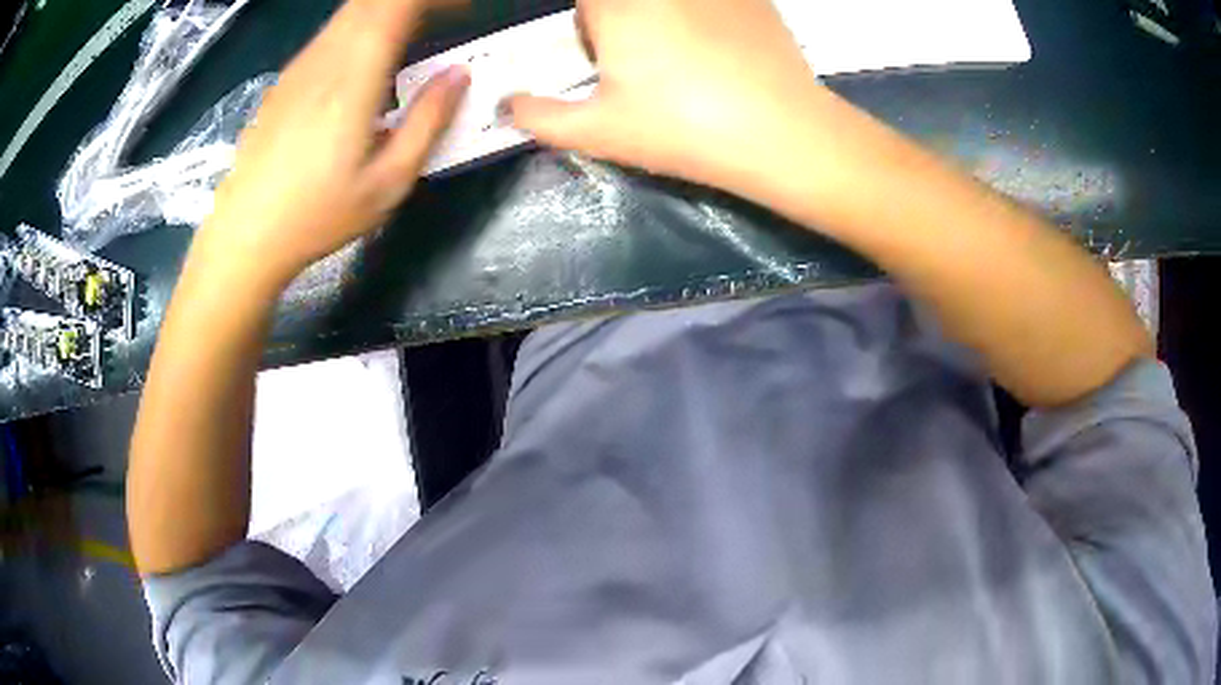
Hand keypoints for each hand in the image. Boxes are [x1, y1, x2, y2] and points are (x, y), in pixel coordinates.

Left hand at [194, 0, 469, 291]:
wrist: (244, 237)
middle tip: (450, 17)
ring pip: (350, 13)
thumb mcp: (388, 182)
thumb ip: (428, 121)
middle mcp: (324, 59)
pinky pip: (331, 34)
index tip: (464, 8)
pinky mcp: (285, 81)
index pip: (397, 3)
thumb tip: (459, 74)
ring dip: (390, 11)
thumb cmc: (317, 217)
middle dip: (417, 2)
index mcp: (353, 77)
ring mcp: (299, 67)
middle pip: (373, 0)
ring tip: (420, 32)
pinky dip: (363, 28)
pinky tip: (372, 59)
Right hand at [507, 0, 823, 196]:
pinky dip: (707, 17)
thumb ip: (540, 117)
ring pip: (671, 4)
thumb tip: (505, 106)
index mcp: (616, 5)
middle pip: (625, 3)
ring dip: (664, 20)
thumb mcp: (599, 131)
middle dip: (622, 23)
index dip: (591, 27)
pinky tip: (724, 51)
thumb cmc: (682, 129)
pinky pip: (713, 3)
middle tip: (644, 62)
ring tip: (686, 59)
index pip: (585, 3)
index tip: (605, 56)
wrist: (782, 133)